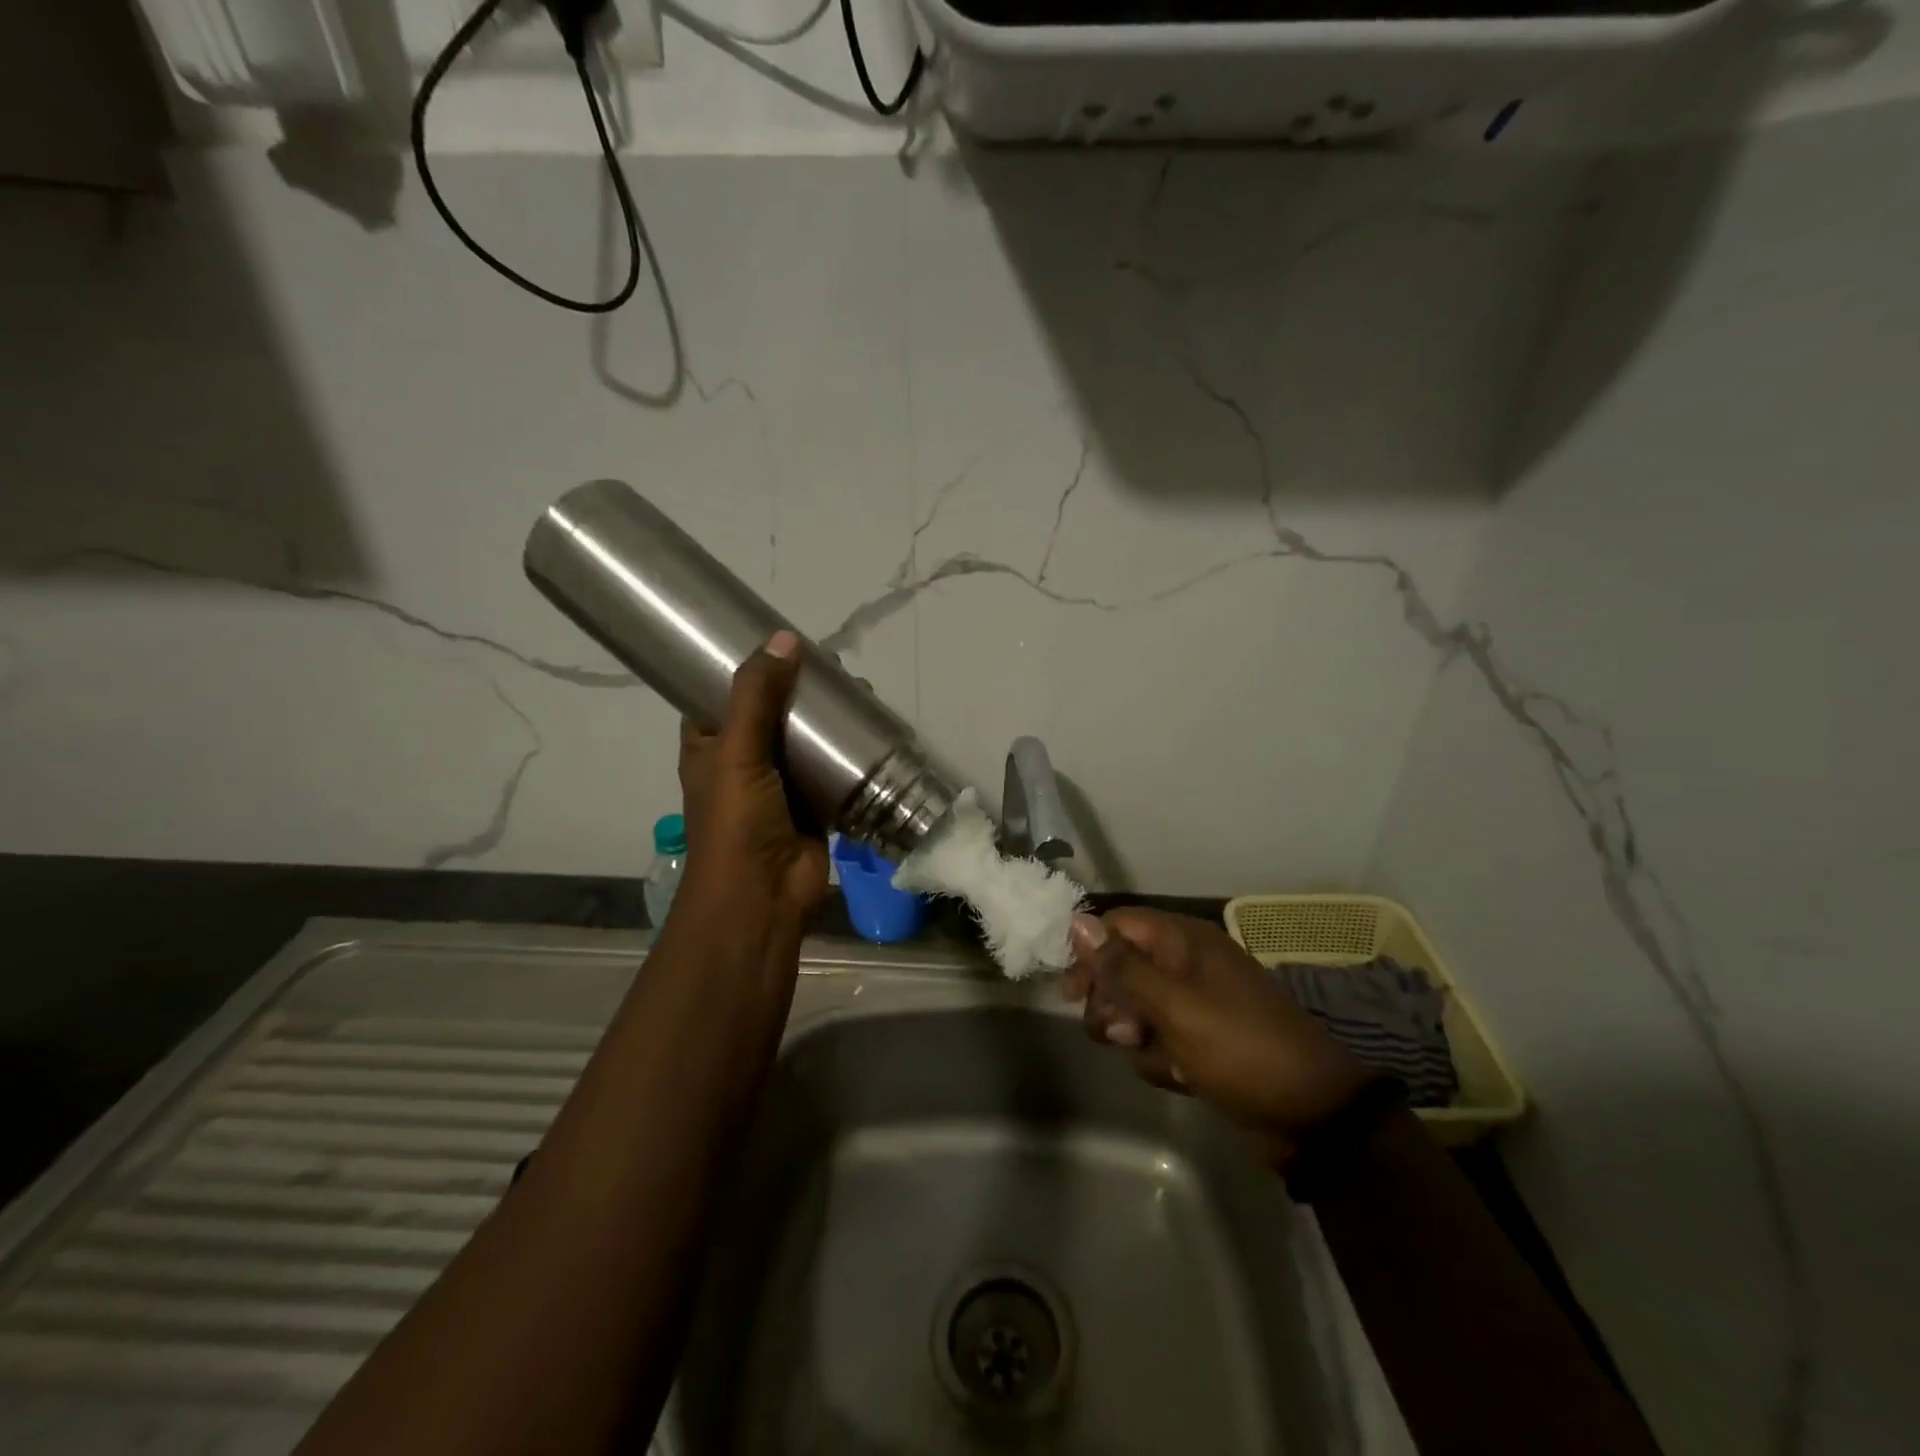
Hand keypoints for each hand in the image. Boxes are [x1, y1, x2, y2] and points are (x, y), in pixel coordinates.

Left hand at [674, 630, 830, 939]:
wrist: (761, 895)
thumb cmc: (736, 822)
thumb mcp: (737, 751)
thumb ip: (758, 696)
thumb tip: (785, 639)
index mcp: (710, 745)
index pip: (723, 694)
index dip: (747, 668)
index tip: (780, 643)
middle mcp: (744, 760)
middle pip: (774, 712)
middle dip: (801, 689)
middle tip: (834, 665)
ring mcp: (782, 784)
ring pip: (807, 740)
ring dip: (829, 719)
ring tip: (860, 690)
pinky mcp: (815, 804)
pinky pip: (834, 769)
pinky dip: (850, 752)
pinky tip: (874, 729)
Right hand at [1065, 909, 1370, 1161]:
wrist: (1311, 1113)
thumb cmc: (1238, 1047)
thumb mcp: (1174, 1005)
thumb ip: (1122, 966)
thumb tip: (1076, 921)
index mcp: (1183, 941)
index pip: (1117, 926)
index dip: (1089, 953)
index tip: (1071, 992)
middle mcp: (1186, 964)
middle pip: (1121, 970)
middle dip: (1113, 1006)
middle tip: (1122, 1034)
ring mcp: (1195, 1003)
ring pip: (1136, 1012)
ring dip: (1139, 1040)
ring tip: (1165, 1058)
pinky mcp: (1201, 1040)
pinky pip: (1159, 1041)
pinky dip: (1163, 1060)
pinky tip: (1185, 1077)